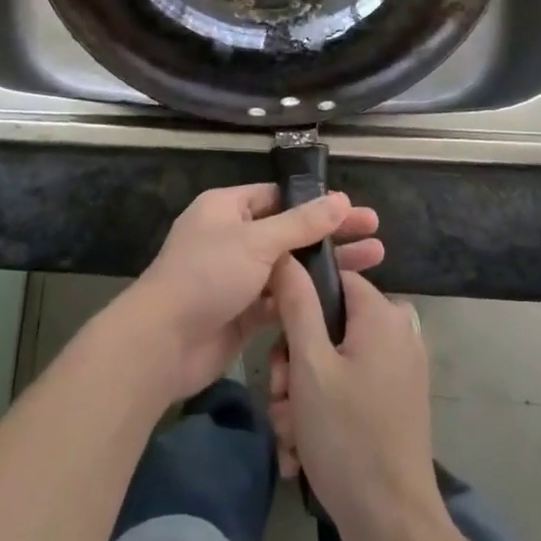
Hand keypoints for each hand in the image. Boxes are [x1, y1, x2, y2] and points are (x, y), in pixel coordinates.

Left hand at [118, 183, 383, 402]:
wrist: (164, 343)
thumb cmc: (207, 276)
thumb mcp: (256, 242)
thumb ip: (301, 224)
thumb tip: (341, 199)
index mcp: (227, 208)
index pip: (277, 196)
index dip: (315, 201)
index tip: (352, 207)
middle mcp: (233, 237)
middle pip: (289, 230)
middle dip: (331, 233)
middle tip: (376, 232)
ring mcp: (238, 276)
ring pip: (290, 266)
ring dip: (326, 265)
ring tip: (375, 261)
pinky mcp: (244, 312)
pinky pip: (282, 298)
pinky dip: (308, 297)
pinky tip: (343, 298)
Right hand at [269, 262, 446, 540]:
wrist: (394, 527)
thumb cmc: (348, 437)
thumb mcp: (310, 365)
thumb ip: (296, 303)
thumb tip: (286, 255)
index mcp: (383, 314)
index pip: (332, 278)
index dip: (297, 303)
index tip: (275, 341)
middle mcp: (397, 332)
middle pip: (328, 324)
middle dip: (294, 363)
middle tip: (281, 398)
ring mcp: (399, 369)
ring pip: (332, 360)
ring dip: (301, 394)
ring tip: (290, 433)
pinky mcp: (395, 401)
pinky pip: (348, 387)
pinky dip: (323, 411)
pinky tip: (302, 448)